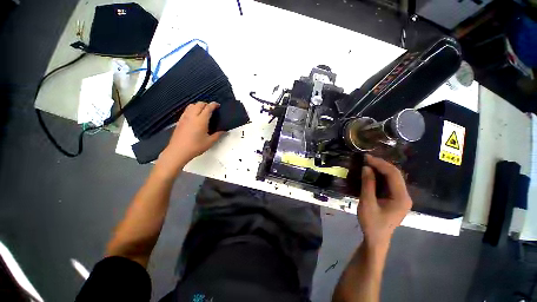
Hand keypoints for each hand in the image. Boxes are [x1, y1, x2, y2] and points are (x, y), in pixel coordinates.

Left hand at [156, 102, 224, 176]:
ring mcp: (184, 118)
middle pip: (199, 104)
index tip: (218, 105)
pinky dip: (192, 109)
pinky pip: (186, 110)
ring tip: (203, 111)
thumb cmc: (195, 147)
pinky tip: (194, 116)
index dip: (213, 105)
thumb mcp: (210, 142)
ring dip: (198, 105)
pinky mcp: (180, 121)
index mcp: (201, 120)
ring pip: (191, 105)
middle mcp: (192, 116)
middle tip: (211, 109)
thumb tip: (224, 131)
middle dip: (206, 104)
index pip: (208, 108)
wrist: (178, 151)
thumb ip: (218, 135)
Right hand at [358, 154, 411, 248]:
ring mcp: (401, 197)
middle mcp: (404, 196)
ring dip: (380, 169)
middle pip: (395, 174)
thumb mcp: (367, 202)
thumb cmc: (372, 223)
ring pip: (393, 178)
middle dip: (381, 165)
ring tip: (368, 163)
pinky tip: (372, 173)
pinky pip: (389, 183)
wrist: (376, 239)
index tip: (366, 157)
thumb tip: (366, 167)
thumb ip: (368, 184)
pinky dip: (380, 176)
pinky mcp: (395, 199)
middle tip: (366, 159)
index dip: (380, 164)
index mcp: (401, 197)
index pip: (393, 174)